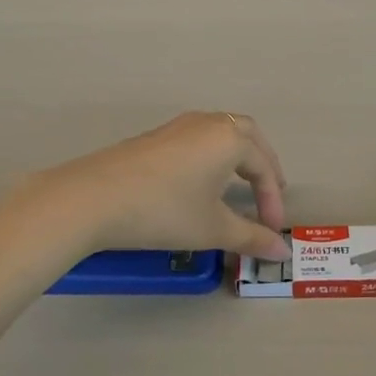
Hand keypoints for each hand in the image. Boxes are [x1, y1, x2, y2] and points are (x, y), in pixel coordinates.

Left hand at [0, 113, 289, 265]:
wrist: (93, 198)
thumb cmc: (164, 211)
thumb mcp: (212, 229)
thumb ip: (251, 238)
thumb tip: (283, 252)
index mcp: (229, 138)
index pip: (263, 166)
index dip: (272, 199)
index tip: (272, 230)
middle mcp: (208, 123)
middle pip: (247, 135)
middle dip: (262, 163)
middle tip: (269, 191)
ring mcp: (178, 126)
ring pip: (220, 132)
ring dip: (237, 156)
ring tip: (239, 184)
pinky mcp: (155, 137)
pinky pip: (197, 139)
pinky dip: (212, 156)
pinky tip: (200, 181)